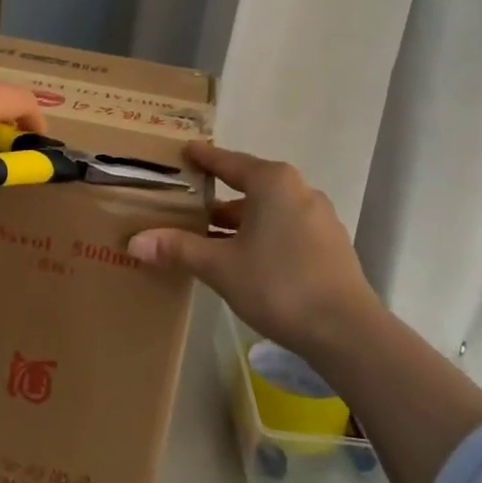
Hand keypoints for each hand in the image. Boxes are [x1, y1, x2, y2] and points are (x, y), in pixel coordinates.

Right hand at [127, 143, 384, 358]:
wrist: (346, 330)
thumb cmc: (278, 284)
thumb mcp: (220, 266)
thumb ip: (178, 249)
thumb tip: (135, 242)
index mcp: (273, 182)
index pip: (228, 162)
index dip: (203, 158)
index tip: (184, 152)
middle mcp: (299, 190)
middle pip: (249, 185)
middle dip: (218, 196)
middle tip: (187, 203)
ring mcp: (319, 217)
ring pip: (268, 210)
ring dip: (239, 221)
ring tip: (209, 235)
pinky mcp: (330, 245)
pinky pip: (285, 228)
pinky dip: (261, 235)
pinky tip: (245, 258)